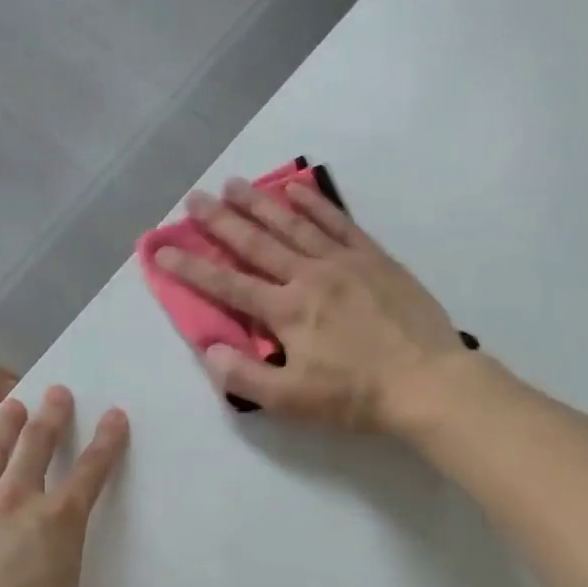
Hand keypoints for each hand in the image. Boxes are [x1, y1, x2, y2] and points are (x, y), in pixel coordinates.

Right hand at [153, 177, 463, 432]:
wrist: (426, 382)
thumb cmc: (356, 397)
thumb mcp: (293, 401)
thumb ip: (246, 377)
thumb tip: (210, 349)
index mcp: (287, 311)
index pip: (227, 285)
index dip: (190, 268)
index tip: (161, 249)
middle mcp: (309, 276)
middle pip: (256, 243)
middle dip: (220, 222)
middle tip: (194, 199)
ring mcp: (345, 262)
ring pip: (294, 225)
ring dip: (260, 203)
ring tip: (235, 184)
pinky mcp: (375, 259)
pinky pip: (339, 222)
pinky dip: (315, 204)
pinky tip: (297, 188)